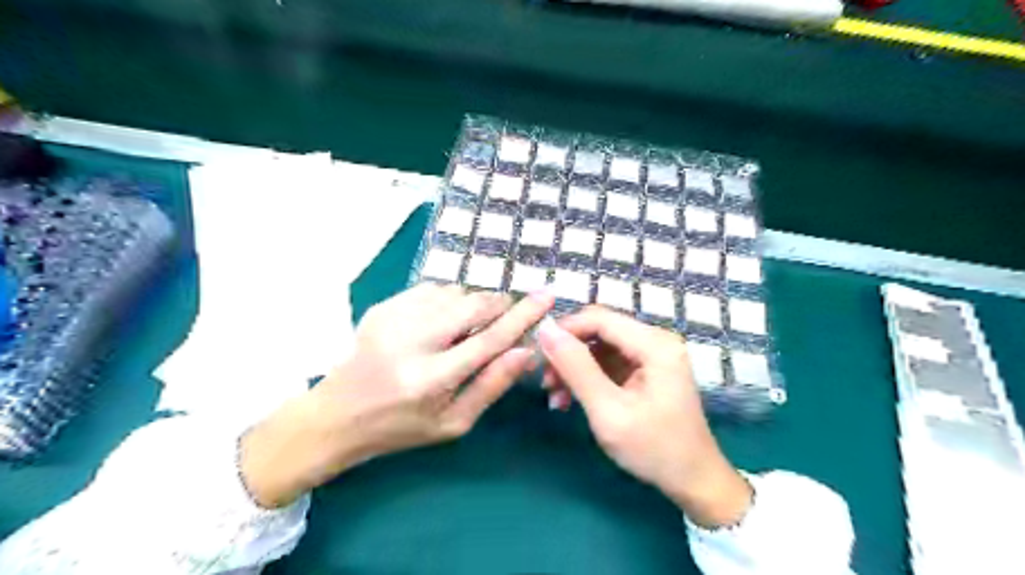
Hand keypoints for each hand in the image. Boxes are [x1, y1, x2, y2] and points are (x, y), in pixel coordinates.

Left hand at [238, 283, 551, 506]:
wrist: (337, 414)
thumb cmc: (401, 427)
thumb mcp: (452, 423)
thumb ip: (491, 386)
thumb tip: (527, 352)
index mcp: (431, 380)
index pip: (489, 340)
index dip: (523, 316)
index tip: (547, 296)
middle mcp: (412, 342)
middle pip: (473, 305)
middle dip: (498, 305)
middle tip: (506, 314)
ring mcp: (393, 318)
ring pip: (454, 292)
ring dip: (472, 304)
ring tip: (466, 328)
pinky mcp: (383, 306)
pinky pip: (432, 288)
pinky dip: (448, 300)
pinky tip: (441, 321)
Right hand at [537, 307, 749, 526]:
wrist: (693, 481)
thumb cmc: (654, 449)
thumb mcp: (609, 411)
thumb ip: (576, 368)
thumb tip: (546, 330)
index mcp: (654, 344)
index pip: (599, 318)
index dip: (565, 330)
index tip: (537, 354)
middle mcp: (655, 340)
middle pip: (599, 329)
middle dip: (568, 351)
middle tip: (545, 380)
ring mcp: (651, 355)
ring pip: (600, 345)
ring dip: (574, 366)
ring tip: (554, 395)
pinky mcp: (645, 370)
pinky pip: (608, 361)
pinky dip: (587, 376)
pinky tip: (570, 398)